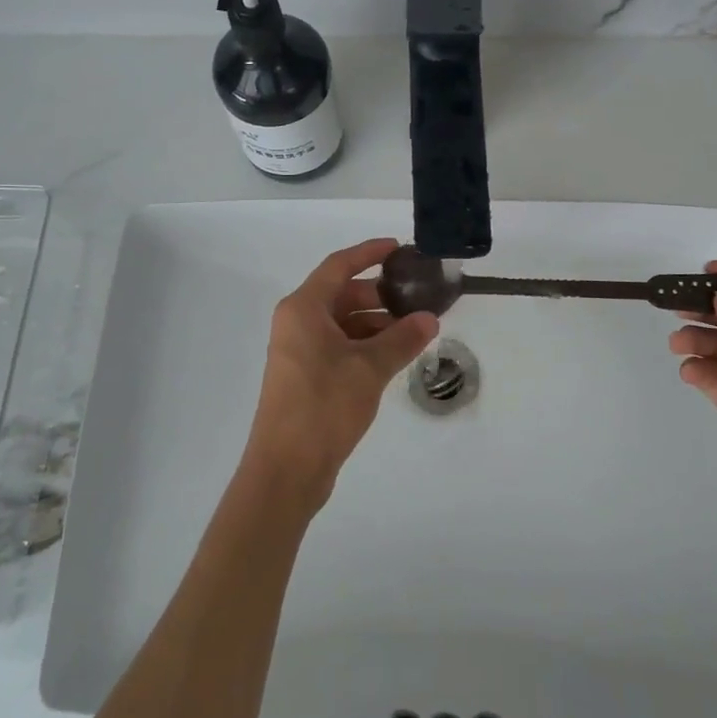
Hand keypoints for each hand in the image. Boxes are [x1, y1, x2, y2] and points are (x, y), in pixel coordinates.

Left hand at [242, 238, 438, 515]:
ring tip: (414, 331)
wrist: (286, 468)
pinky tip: (394, 356)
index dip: (369, 253)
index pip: (339, 266)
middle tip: (417, 299)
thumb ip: (402, 339)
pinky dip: (365, 345)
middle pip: (342, 294)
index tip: (400, 249)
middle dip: (380, 294)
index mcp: (303, 308)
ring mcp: (299, 350)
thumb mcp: (369, 368)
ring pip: (343, 322)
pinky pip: (339, 346)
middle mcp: (297, 322)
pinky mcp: (306, 375)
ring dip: (376, 323)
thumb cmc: (324, 406)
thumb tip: (430, 318)